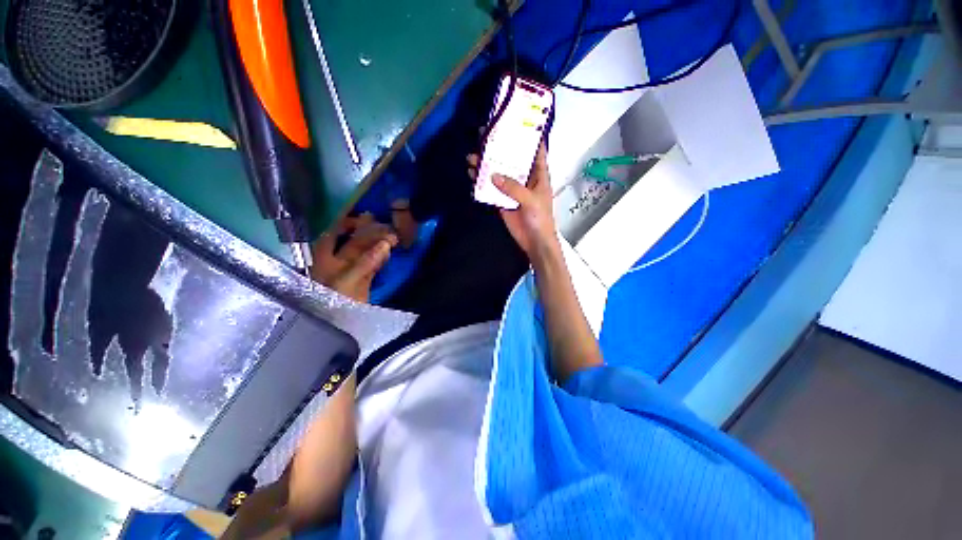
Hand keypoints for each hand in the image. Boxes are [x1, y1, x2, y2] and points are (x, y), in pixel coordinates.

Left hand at [311, 214, 397, 302]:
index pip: (334, 233)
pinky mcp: (363, 280)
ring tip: (392, 236)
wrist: (339, 325)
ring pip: (365, 252)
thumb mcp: (347, 280)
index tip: (363, 216)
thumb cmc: (334, 300)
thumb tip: (385, 244)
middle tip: (386, 225)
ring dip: (378, 244)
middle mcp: (337, 261)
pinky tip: (388, 251)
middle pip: (353, 242)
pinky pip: (373, 264)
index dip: (346, 222)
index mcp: (325, 258)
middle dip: (369, 233)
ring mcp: (351, 270)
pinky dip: (381, 257)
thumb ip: (366, 262)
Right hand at [468, 143, 559, 260]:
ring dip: (486, 166)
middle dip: (499, 148)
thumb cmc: (540, 219)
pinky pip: (492, 189)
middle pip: (512, 160)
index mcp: (538, 175)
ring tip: (472, 157)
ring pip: (499, 173)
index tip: (516, 122)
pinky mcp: (503, 201)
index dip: (528, 136)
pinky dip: (482, 183)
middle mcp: (525, 179)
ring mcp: (512, 190)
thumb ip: (513, 187)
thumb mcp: (530, 200)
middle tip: (483, 136)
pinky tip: (472, 175)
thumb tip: (493, 175)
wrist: (534, 241)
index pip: (536, 150)